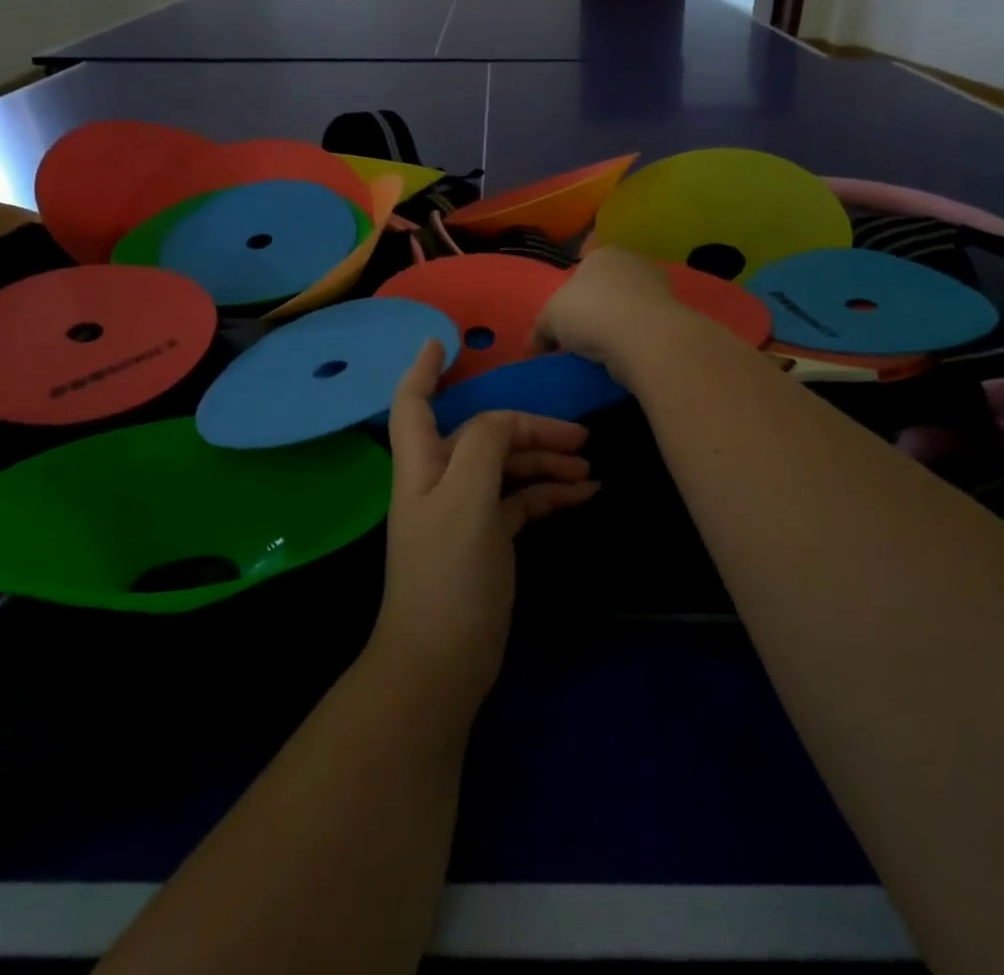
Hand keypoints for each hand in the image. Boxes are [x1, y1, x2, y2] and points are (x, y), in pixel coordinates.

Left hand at [370, 339, 598, 709]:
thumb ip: (483, 444)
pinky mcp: (489, 539)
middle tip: (577, 434)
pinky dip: (548, 493)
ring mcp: (466, 510)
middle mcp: (441, 479)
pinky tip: (584, 496)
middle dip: (526, 427)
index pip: (414, 403)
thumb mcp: (466, 498)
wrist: (443, 662)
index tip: (444, 341)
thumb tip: (505, 422)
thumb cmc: (449, 573)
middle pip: (481, 433)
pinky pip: (521, 500)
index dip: (423, 369)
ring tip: (589, 468)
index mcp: (422, 463)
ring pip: (506, 466)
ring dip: (545, 461)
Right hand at [532, 246, 694, 377]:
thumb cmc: (591, 313)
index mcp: (602, 253)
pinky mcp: (674, 314)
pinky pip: (646, 325)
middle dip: (599, 305)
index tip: (568, 317)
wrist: (645, 338)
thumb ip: (540, 331)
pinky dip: (636, 337)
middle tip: (583, 334)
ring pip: (630, 305)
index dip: (574, 291)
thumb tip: (531, 348)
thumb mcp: (550, 320)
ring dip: (619, 323)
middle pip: (609, 284)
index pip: (585, 266)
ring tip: (604, 350)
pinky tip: (626, 354)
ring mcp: (658, 286)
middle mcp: (633, 262)